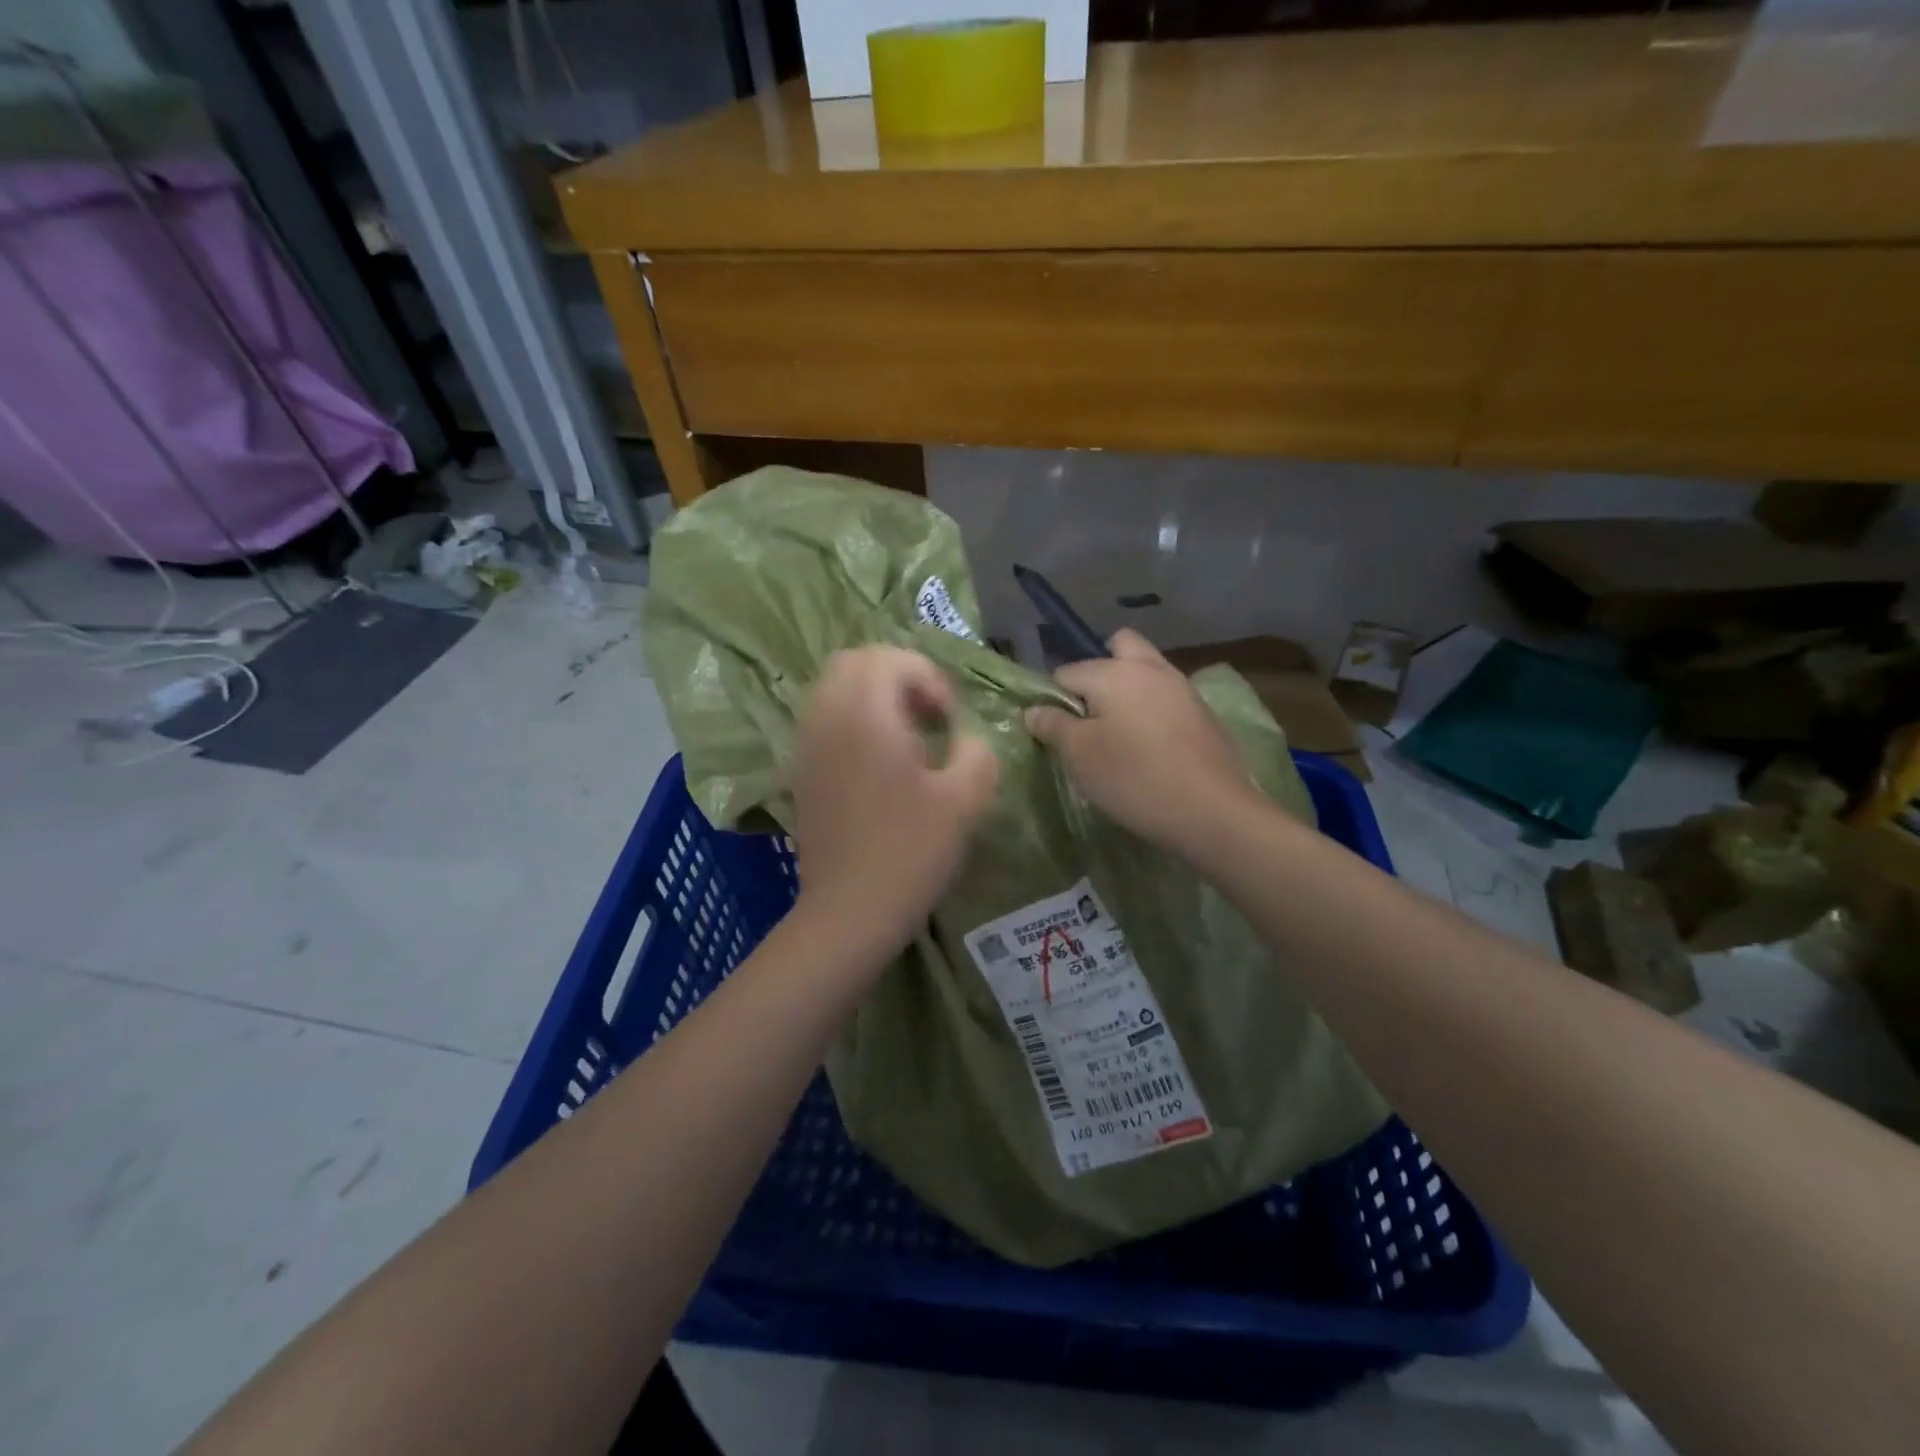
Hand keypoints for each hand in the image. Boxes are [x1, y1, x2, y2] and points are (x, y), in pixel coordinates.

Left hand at [792, 647, 998, 960]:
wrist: (849, 911)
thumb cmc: (910, 852)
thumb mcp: (966, 800)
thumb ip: (977, 752)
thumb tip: (968, 739)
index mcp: (865, 715)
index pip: (889, 658)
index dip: (928, 676)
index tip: (948, 718)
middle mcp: (827, 718)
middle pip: (853, 662)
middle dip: (896, 674)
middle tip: (927, 714)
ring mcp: (807, 745)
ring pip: (833, 688)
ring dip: (872, 696)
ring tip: (907, 736)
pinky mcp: (802, 771)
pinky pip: (823, 719)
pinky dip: (852, 719)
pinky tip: (880, 761)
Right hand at [1025, 629, 1254, 855]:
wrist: (1212, 811)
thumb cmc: (1134, 778)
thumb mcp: (1080, 755)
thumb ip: (1053, 725)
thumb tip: (1034, 710)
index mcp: (1114, 671)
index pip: (1067, 672)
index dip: (1054, 699)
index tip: (1056, 732)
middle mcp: (1150, 667)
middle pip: (1118, 646)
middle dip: (1098, 670)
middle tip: (1089, 713)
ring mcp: (1182, 687)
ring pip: (1146, 670)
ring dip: (1127, 689)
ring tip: (1117, 733)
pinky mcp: (1203, 713)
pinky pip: (1166, 695)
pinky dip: (1152, 708)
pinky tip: (1149, 746)